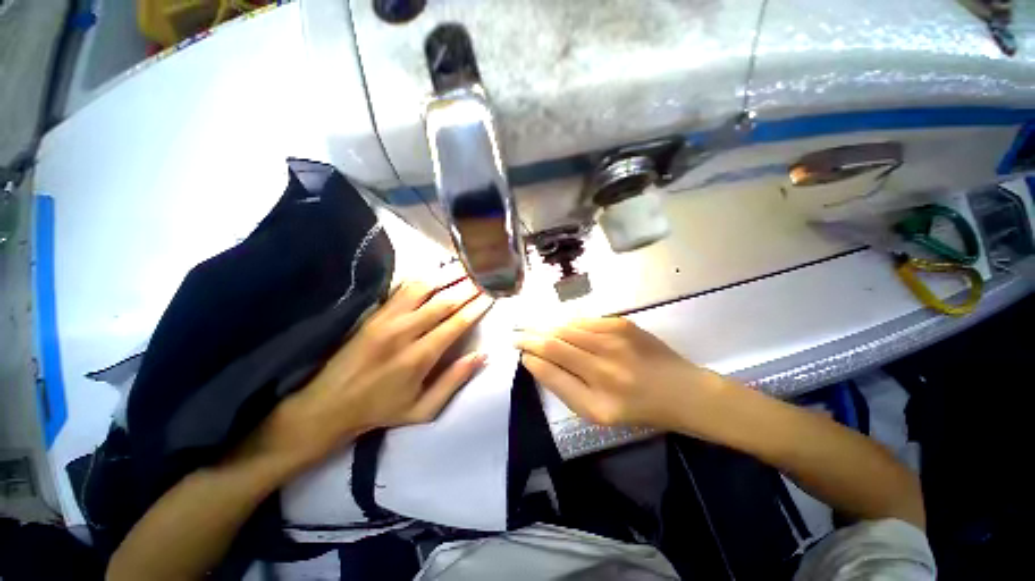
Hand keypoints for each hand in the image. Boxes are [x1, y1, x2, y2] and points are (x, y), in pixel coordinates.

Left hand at [238, 275, 492, 473]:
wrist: (328, 406)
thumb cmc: (381, 410)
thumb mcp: (423, 409)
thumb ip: (454, 380)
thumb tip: (483, 355)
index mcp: (419, 357)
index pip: (456, 323)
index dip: (476, 307)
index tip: (491, 295)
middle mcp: (404, 332)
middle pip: (443, 301)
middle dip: (468, 287)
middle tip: (485, 275)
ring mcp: (387, 319)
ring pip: (424, 288)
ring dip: (447, 276)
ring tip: (466, 266)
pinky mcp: (375, 313)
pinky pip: (403, 288)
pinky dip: (424, 277)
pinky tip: (437, 271)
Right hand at [515, 317, 726, 431]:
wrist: (682, 390)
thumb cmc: (638, 408)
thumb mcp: (597, 412)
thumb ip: (563, 387)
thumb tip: (535, 361)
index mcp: (598, 397)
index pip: (551, 366)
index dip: (531, 356)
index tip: (520, 352)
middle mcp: (605, 366)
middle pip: (555, 342)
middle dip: (531, 337)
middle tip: (517, 336)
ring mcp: (615, 340)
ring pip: (567, 328)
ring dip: (547, 329)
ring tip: (535, 330)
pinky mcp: (622, 324)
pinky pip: (584, 321)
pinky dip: (568, 324)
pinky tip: (561, 328)